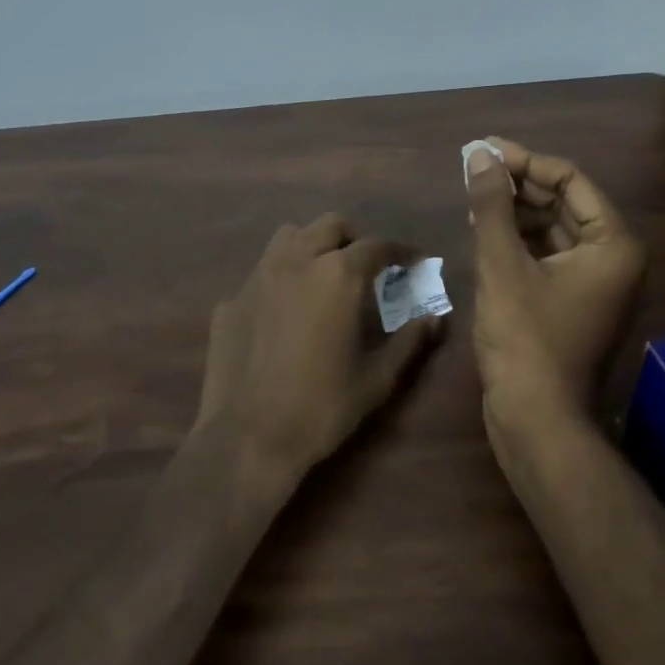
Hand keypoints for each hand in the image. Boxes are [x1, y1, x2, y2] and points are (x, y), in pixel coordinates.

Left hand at [195, 213, 445, 484]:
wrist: (247, 438)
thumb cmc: (321, 407)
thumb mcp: (377, 379)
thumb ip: (408, 341)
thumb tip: (434, 319)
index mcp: (337, 275)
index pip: (377, 245)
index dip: (401, 251)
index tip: (414, 261)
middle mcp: (296, 261)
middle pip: (330, 225)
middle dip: (354, 239)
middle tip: (367, 268)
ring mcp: (257, 277)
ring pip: (289, 237)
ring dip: (312, 246)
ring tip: (323, 277)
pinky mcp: (231, 300)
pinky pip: (261, 274)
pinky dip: (280, 280)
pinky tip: (283, 314)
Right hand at [465, 138, 644, 433]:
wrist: (537, 421)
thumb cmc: (525, 339)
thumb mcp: (502, 265)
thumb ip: (492, 205)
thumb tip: (479, 155)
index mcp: (613, 244)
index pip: (570, 179)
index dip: (525, 161)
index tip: (483, 151)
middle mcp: (613, 258)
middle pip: (563, 202)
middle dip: (517, 185)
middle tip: (473, 169)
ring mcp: (595, 283)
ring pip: (553, 229)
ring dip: (514, 211)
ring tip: (472, 198)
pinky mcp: (573, 301)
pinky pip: (547, 255)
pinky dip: (518, 240)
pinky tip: (484, 230)